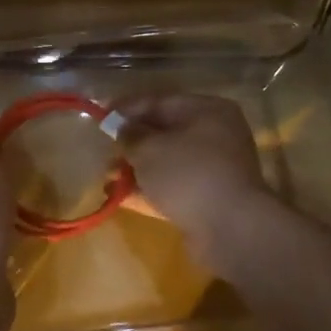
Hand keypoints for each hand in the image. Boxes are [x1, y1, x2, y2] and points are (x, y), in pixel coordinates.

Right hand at [115, 94, 272, 271]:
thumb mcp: (149, 148)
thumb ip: (129, 134)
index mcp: (207, 111)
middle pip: (164, 132)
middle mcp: (215, 135)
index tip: (100, 116)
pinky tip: (120, 197)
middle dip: (131, 143)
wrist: (230, 228)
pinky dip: (148, 190)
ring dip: (137, 169)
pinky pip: (172, 187)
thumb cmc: (187, 174)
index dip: (127, 108)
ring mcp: (214, 169)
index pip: (160, 101)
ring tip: (108, 177)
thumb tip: (121, 128)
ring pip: (167, 162)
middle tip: (104, 151)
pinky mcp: (208, 198)